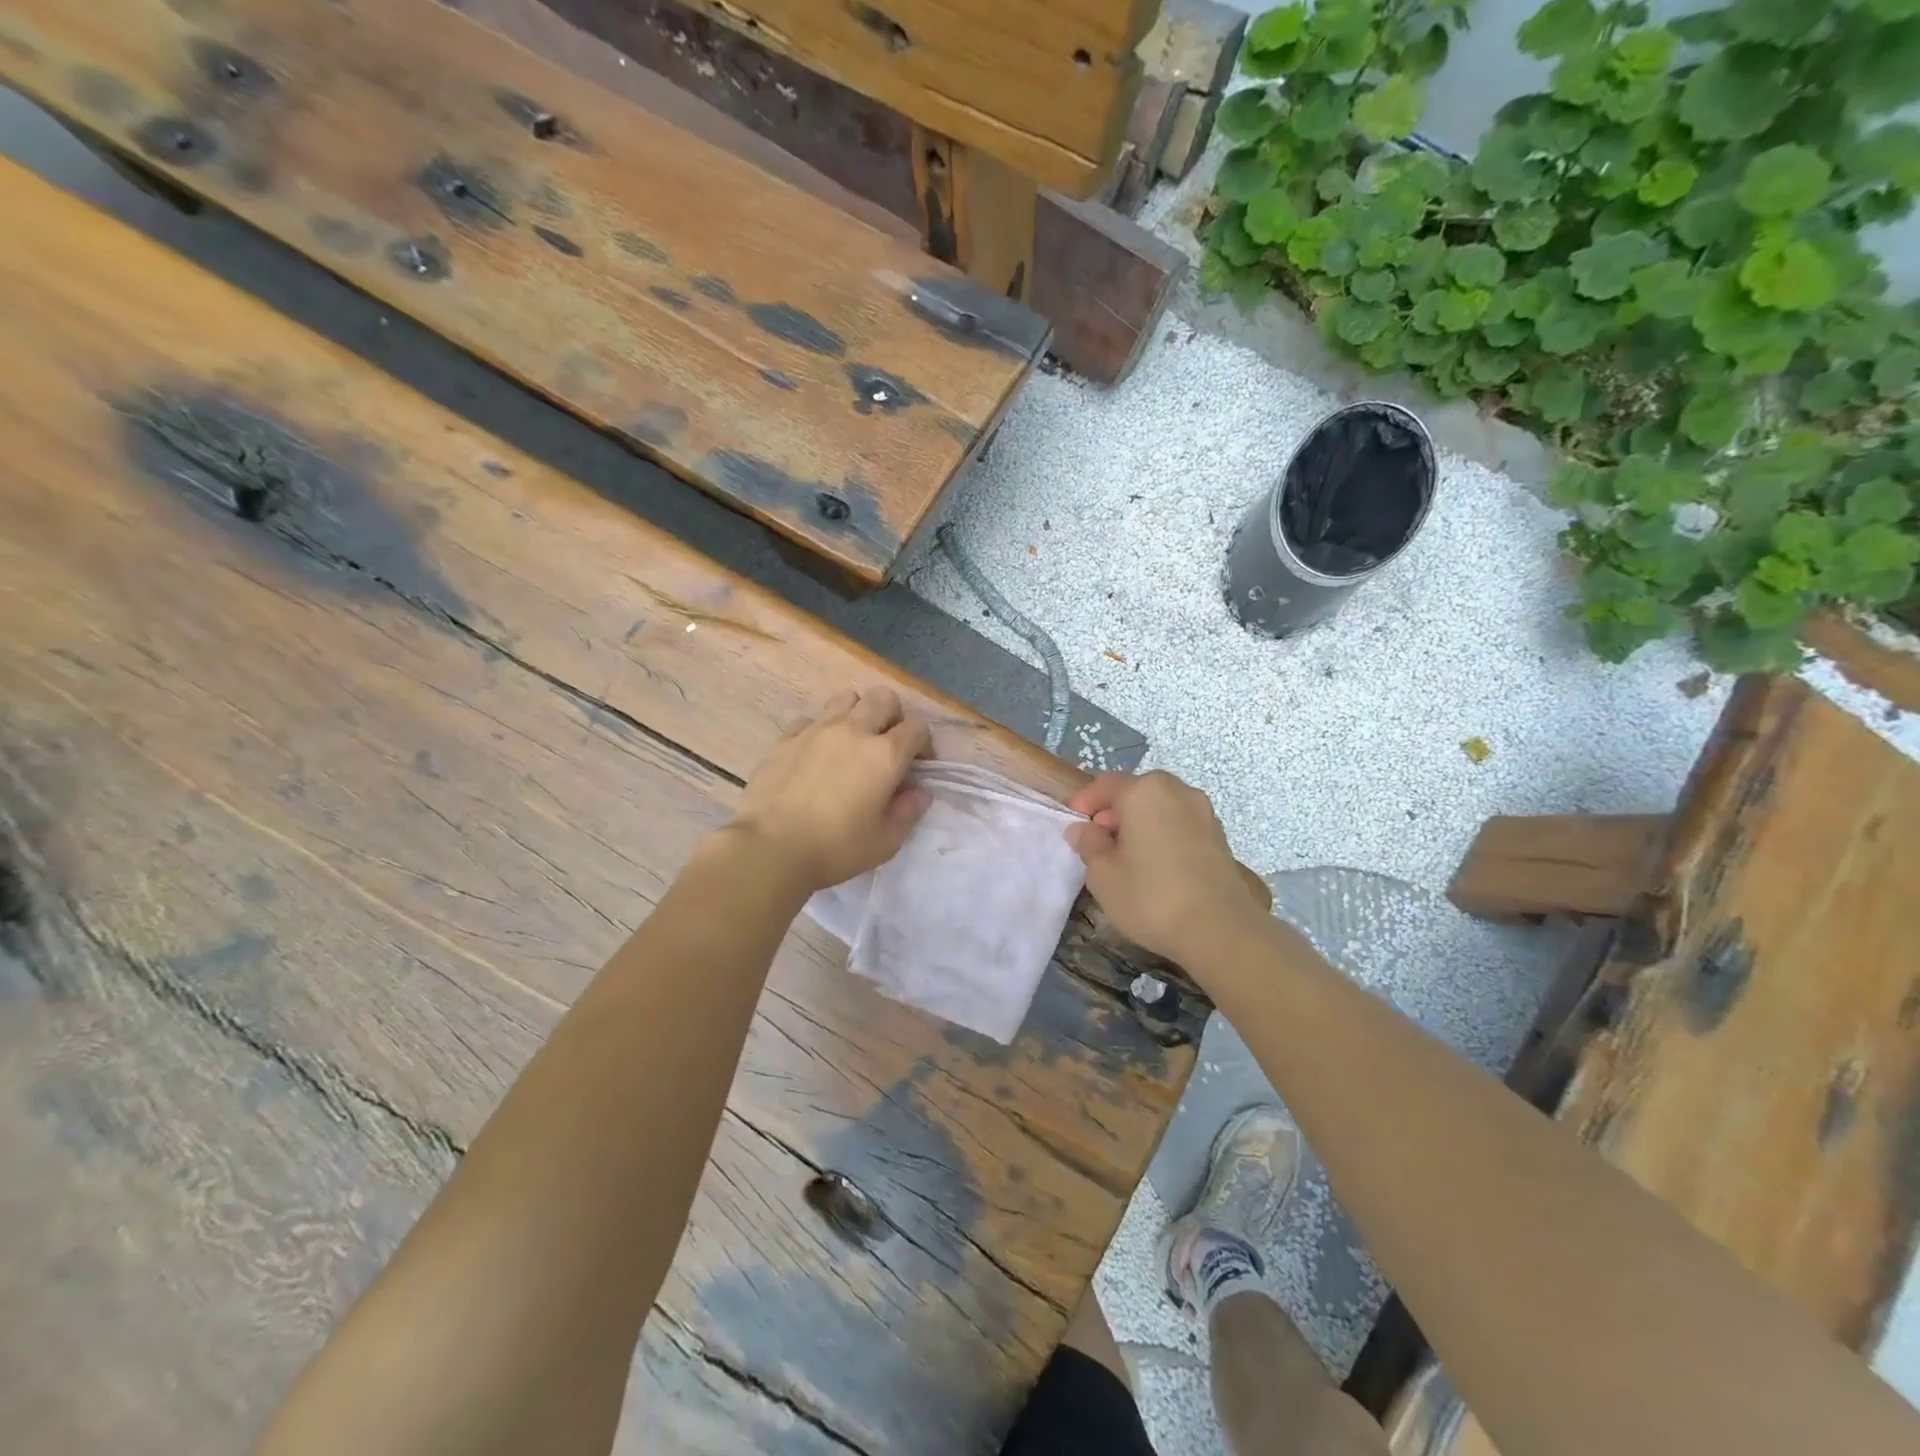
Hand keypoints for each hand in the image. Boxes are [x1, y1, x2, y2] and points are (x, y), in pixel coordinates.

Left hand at [729, 687, 931, 893]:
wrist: (771, 848)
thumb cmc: (835, 848)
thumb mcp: (885, 841)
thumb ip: (908, 812)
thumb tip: (920, 792)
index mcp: (885, 755)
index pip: (917, 727)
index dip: (923, 744)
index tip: (917, 766)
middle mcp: (854, 730)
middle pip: (884, 698)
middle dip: (893, 716)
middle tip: (887, 745)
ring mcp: (816, 729)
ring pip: (846, 698)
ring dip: (857, 713)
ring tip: (852, 742)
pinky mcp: (786, 737)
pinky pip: (811, 719)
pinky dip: (820, 730)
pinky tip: (816, 754)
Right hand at [1065, 771, 1266, 964]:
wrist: (1221, 930)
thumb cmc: (1151, 897)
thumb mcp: (1103, 874)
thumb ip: (1089, 844)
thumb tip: (1083, 829)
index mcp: (1144, 791)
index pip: (1105, 784)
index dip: (1085, 802)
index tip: (1074, 825)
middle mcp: (1177, 791)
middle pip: (1136, 791)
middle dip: (1114, 811)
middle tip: (1099, 842)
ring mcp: (1203, 811)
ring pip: (1160, 807)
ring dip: (1140, 822)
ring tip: (1128, 857)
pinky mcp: (1219, 835)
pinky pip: (1180, 823)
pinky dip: (1163, 834)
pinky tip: (1156, 865)